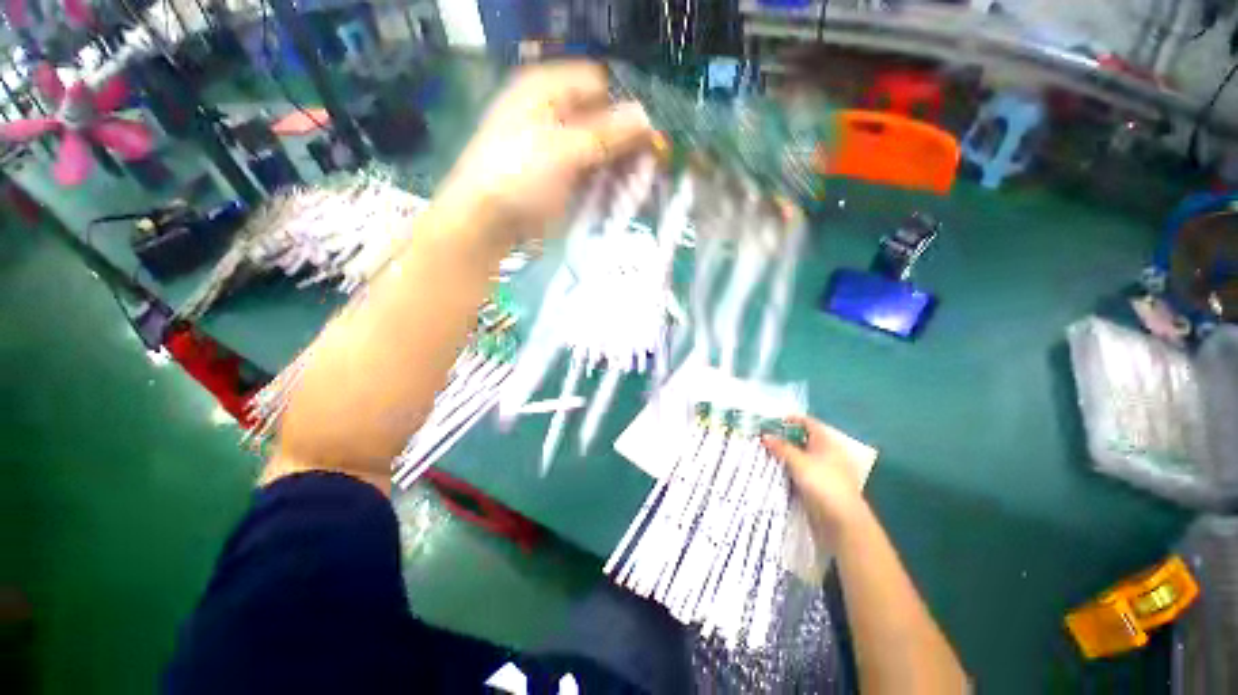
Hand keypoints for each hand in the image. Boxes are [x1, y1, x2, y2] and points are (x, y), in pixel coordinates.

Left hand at [436, 61, 653, 245]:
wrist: (486, 222)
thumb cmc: (518, 177)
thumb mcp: (563, 151)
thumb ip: (606, 135)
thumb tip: (646, 119)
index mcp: (548, 91)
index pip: (601, 88)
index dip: (624, 110)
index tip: (645, 140)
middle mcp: (555, 115)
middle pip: (603, 121)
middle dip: (625, 145)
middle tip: (646, 169)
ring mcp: (558, 149)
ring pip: (600, 151)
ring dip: (619, 169)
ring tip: (635, 189)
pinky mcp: (561, 178)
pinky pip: (592, 175)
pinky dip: (607, 185)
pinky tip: (620, 198)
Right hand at [763, 415, 867, 541]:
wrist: (842, 521)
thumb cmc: (823, 484)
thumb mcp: (798, 462)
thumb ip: (781, 448)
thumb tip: (765, 436)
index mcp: (826, 442)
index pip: (807, 422)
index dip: (790, 419)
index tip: (771, 421)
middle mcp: (826, 453)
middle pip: (802, 440)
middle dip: (783, 438)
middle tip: (763, 438)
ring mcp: (823, 471)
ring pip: (800, 457)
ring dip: (784, 455)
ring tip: (764, 454)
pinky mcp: (819, 487)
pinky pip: (800, 472)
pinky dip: (788, 470)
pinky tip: (774, 472)